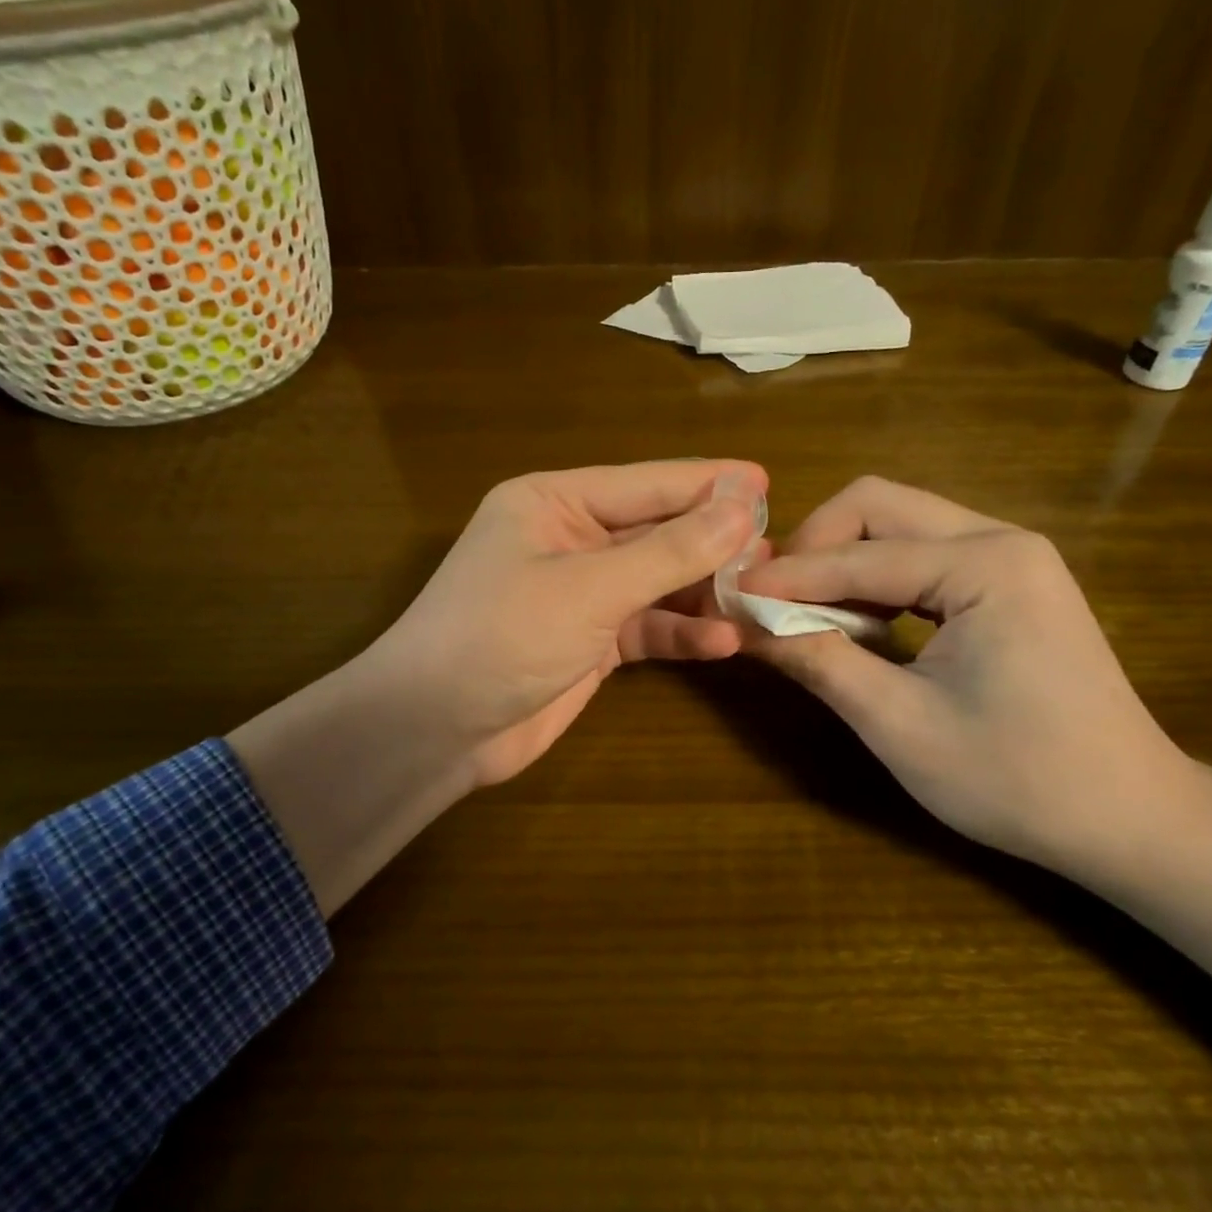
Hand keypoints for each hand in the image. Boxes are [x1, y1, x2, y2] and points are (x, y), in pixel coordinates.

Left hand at [230, 459, 764, 911]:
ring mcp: (580, 593)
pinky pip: (646, 628)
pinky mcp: (589, 642)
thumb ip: (669, 549)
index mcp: (554, 501)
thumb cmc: (503, 635)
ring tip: (761, 596)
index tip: (767, 482)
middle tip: (775, 552)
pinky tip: (724, 643)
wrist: (436, 729)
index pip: (646, 484)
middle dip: (713, 543)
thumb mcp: (591, 587)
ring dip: (703, 592)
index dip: (708, 483)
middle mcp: (569, 539)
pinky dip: (679, 634)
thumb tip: (743, 504)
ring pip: (656, 582)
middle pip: (656, 532)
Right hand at [738, 476, 1195, 876]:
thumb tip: (744, 622)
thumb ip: (818, 661)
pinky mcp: (1009, 582)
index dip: (788, 578)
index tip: (728, 596)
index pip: (859, 554)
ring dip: (841, 561)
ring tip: (804, 614)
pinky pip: (921, 556)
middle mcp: (1001, 539)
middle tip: (772, 599)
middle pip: (878, 506)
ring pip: (897, 525)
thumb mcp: (899, 725)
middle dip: (814, 546)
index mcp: (986, 564)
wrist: (1131, 820)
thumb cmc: (1017, 780)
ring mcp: (1011, 557)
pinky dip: (874, 579)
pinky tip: (857, 623)